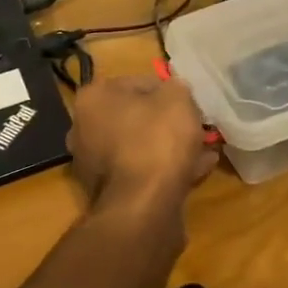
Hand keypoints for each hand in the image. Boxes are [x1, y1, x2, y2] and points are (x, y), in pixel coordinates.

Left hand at [67, 74, 218, 207]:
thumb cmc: (157, 139)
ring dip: (169, 146)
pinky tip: (197, 170)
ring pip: (140, 146)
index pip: (138, 83)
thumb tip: (173, 91)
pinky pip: (141, 171)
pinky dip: (165, 169)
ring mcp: (93, 163)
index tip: (190, 103)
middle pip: (136, 117)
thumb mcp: (177, 98)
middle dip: (167, 121)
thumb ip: (176, 87)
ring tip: (203, 150)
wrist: (144, 205)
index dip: (169, 91)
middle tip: (196, 126)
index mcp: (93, 98)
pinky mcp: (108, 191)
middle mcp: (84, 128)